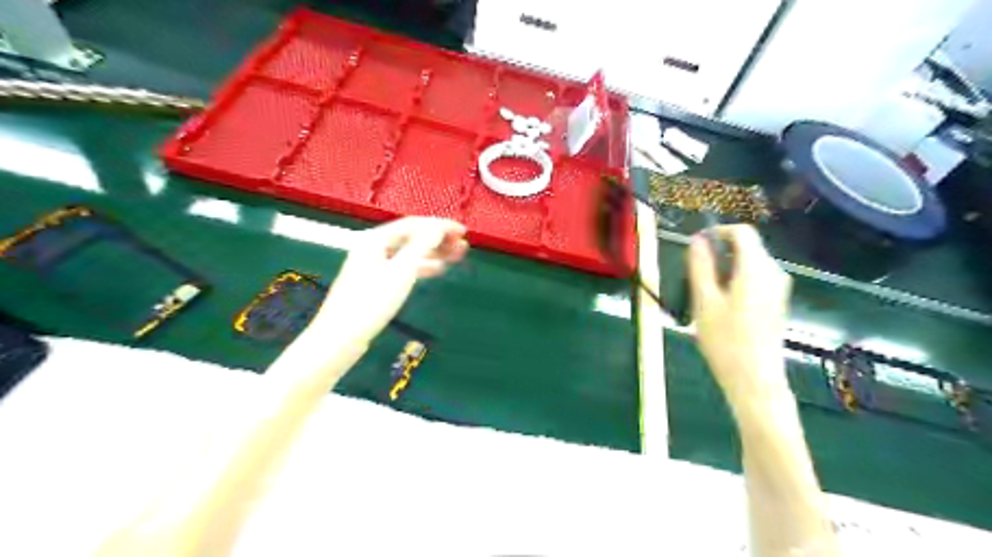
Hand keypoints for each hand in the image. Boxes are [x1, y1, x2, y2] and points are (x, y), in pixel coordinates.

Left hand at [315, 217, 468, 343]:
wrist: (341, 337)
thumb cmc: (371, 302)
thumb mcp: (401, 271)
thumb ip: (421, 246)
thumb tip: (437, 228)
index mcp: (375, 239)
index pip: (413, 224)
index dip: (440, 225)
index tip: (463, 231)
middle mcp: (373, 247)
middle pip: (411, 237)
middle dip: (438, 238)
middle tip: (463, 244)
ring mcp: (373, 265)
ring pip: (408, 253)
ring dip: (433, 252)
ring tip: (456, 256)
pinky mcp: (375, 283)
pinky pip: (403, 267)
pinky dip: (421, 266)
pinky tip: (437, 270)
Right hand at [688, 224, 795, 403]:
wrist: (754, 379)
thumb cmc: (725, 340)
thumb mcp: (705, 301)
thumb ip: (701, 267)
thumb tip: (697, 241)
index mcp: (756, 269)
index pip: (742, 232)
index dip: (718, 232)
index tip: (696, 244)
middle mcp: (774, 273)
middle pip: (747, 247)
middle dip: (719, 252)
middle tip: (694, 272)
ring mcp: (779, 289)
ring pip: (750, 263)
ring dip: (726, 267)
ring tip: (704, 291)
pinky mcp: (777, 302)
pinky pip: (756, 278)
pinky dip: (736, 280)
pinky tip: (721, 304)